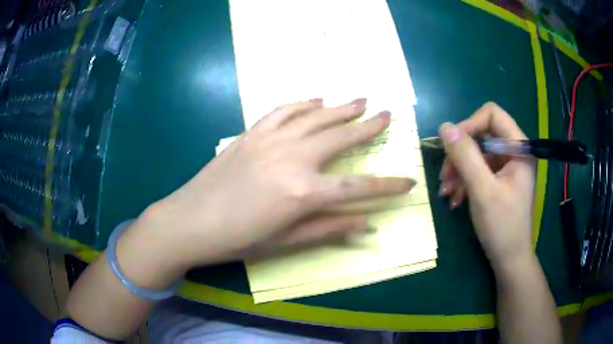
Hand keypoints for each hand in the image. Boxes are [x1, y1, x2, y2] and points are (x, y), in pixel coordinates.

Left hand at [135, 98, 414, 269]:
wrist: (190, 221)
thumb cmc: (237, 240)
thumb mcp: (286, 242)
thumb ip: (329, 229)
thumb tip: (366, 223)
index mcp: (304, 192)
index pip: (359, 186)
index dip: (388, 186)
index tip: (409, 182)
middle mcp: (292, 157)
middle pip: (341, 137)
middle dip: (369, 127)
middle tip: (388, 115)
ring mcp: (270, 140)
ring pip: (315, 116)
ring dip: (341, 107)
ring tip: (361, 100)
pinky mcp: (251, 133)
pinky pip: (283, 110)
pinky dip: (302, 103)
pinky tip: (316, 100)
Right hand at [438, 102, 534, 267]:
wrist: (509, 259)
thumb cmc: (502, 226)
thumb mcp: (482, 191)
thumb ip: (465, 156)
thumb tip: (444, 127)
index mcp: (519, 148)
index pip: (492, 115)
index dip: (470, 124)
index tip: (452, 145)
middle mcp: (514, 152)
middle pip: (482, 135)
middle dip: (460, 155)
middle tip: (444, 177)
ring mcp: (506, 167)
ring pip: (476, 154)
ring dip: (459, 171)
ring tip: (446, 192)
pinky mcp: (499, 180)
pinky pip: (478, 170)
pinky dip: (464, 182)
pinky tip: (455, 199)